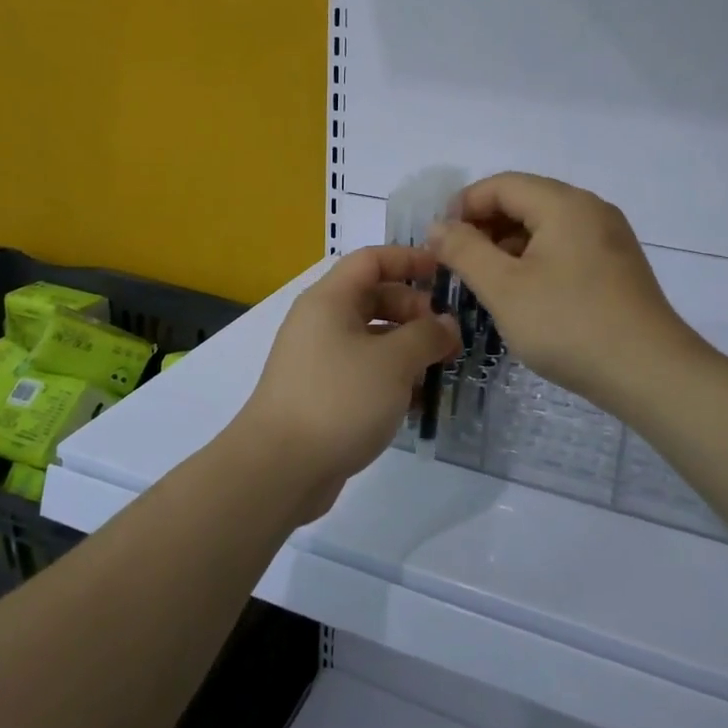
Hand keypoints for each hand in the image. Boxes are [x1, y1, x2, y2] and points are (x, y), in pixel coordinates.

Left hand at [233, 246, 459, 520]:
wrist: (279, 468)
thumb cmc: (339, 399)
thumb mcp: (393, 361)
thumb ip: (426, 335)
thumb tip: (445, 325)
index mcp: (329, 300)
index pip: (371, 260)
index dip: (408, 259)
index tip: (444, 272)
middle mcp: (320, 323)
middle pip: (373, 299)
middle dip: (414, 311)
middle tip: (448, 337)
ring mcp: (318, 361)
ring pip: (371, 339)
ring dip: (407, 349)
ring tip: (440, 370)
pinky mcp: (321, 395)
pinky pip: (362, 372)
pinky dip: (390, 379)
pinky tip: (416, 403)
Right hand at [429, 173, 704, 410]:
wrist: (650, 373)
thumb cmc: (569, 325)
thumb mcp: (504, 288)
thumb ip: (464, 251)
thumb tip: (437, 226)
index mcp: (564, 204)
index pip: (501, 185)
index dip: (463, 206)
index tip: (438, 242)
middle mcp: (590, 209)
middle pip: (525, 201)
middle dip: (484, 227)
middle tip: (457, 263)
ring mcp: (609, 238)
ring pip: (545, 226)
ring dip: (508, 245)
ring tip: (485, 282)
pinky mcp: (617, 266)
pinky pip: (565, 247)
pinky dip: (535, 260)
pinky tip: (523, 294)